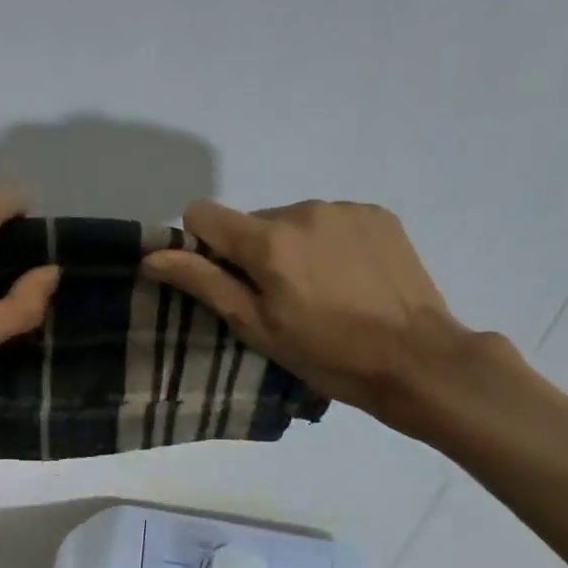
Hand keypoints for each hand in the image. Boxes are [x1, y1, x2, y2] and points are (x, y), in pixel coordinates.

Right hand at [141, 199, 491, 435]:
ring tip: (321, 292)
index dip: (202, 245)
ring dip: (292, 248)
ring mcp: (344, 208)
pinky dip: (328, 244)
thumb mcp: (257, 327)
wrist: (416, 358)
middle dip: (254, 253)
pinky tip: (349, 279)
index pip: (203, 213)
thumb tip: (152, 256)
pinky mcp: (377, 214)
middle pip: (252, 221)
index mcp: (268, 240)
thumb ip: (204, 283)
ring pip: (292, 221)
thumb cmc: (327, 354)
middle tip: (281, 300)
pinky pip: (331, 221)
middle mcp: (303, 210)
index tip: (224, 280)